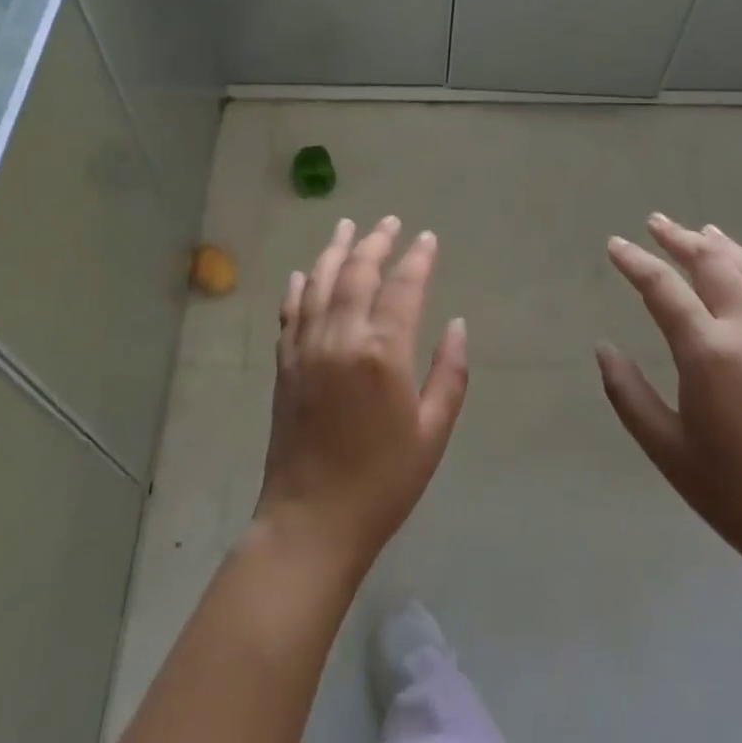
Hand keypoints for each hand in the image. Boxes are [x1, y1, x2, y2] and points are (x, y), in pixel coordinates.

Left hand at [254, 217, 468, 579]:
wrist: (311, 521)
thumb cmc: (383, 482)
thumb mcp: (432, 432)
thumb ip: (449, 373)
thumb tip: (457, 324)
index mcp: (382, 353)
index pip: (403, 287)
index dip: (417, 258)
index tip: (427, 238)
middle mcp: (341, 337)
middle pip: (358, 273)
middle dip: (376, 242)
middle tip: (389, 221)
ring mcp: (306, 347)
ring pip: (320, 283)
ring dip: (335, 250)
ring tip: (347, 226)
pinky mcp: (285, 364)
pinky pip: (291, 312)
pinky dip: (299, 287)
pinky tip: (304, 272)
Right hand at [598, 215, 741, 582]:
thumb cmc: (732, 490)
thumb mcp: (665, 446)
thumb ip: (628, 392)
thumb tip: (603, 348)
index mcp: (708, 351)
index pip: (663, 288)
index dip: (635, 262)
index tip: (615, 245)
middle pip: (713, 263)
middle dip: (681, 238)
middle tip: (656, 222)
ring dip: (724, 246)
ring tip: (704, 230)